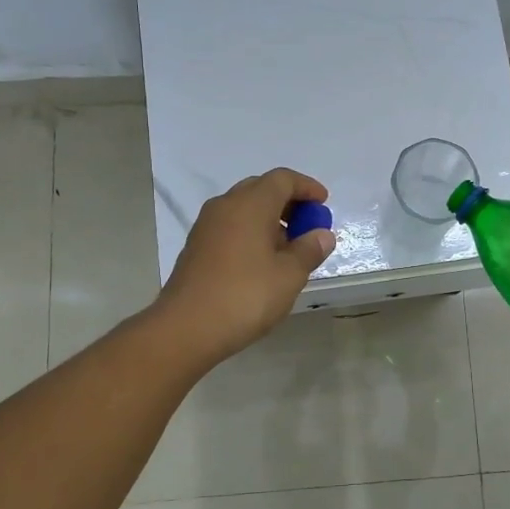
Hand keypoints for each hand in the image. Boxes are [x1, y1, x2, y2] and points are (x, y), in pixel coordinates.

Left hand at [154, 168, 336, 365]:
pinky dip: (251, 233)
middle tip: (308, 225)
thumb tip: (322, 234)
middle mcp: (225, 206)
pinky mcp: (196, 247)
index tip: (323, 204)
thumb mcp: (289, 275)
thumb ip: (309, 250)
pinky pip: (230, 227)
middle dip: (288, 202)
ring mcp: (206, 226)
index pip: (283, 179)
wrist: (186, 328)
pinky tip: (262, 262)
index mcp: (250, 204)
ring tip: (289, 248)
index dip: (307, 187)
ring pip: (244, 209)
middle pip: (261, 189)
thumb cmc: (245, 296)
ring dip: (269, 219)